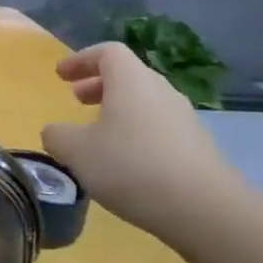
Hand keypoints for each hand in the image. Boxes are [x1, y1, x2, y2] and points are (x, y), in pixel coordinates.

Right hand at [40, 41, 245, 254]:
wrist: (207, 210)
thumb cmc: (132, 167)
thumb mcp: (77, 152)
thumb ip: (57, 136)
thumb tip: (55, 132)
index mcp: (131, 81)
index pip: (107, 52)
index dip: (81, 59)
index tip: (61, 75)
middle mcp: (161, 91)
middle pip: (128, 75)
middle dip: (99, 84)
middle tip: (77, 100)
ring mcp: (184, 119)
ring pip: (145, 102)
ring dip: (119, 110)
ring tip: (99, 135)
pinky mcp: (198, 148)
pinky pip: (160, 128)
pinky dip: (137, 133)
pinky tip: (127, 163)